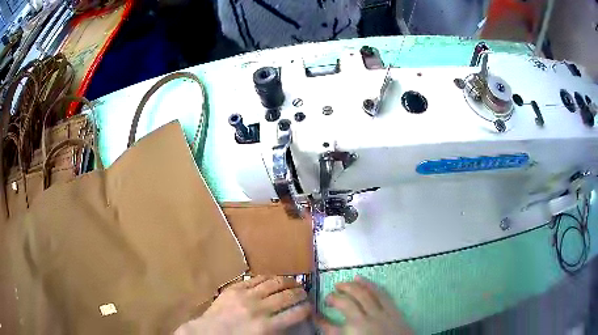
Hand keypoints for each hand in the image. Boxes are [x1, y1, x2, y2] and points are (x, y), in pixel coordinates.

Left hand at [174, 276, 310, 334]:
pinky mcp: (234, 288)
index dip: (307, 308)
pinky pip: (256, 279)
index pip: (296, 313)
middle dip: (300, 293)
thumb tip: (291, 320)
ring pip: (273, 283)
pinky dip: (268, 278)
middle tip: (304, 293)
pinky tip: (274, 279)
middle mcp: (259, 309)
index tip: (310, 306)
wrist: (208, 332)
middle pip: (287, 296)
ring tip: (294, 282)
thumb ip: (278, 330)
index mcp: (266, 326)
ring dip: (288, 281)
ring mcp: (245, 296)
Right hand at [318, 276, 412, 334]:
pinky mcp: (392, 310)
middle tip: (328, 297)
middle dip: (334, 298)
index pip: (329, 327)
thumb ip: (338, 334)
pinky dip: (369, 285)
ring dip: (349, 287)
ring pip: (363, 294)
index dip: (319, 320)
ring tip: (340, 283)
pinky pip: (380, 293)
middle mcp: (364, 322)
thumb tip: (327, 327)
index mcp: (353, 334)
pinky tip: (361, 279)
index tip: (313, 314)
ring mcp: (380, 314)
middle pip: (346, 304)